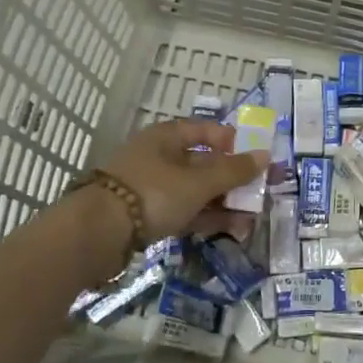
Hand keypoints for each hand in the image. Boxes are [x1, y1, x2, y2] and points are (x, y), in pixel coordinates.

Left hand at [99, 118, 266, 242]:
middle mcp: (159, 157)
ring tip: (251, 219)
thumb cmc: (152, 193)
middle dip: (233, 180)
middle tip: (260, 194)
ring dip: (224, 203)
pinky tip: (230, 229)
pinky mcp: (147, 216)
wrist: (98, 233)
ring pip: (196, 191)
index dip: (233, 141)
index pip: (206, 130)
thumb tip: (265, 156)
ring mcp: (152, 188)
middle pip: (204, 163)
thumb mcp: (198, 182)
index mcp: (167, 137)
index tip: (256, 157)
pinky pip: (185, 211)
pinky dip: (206, 218)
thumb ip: (233, 170)